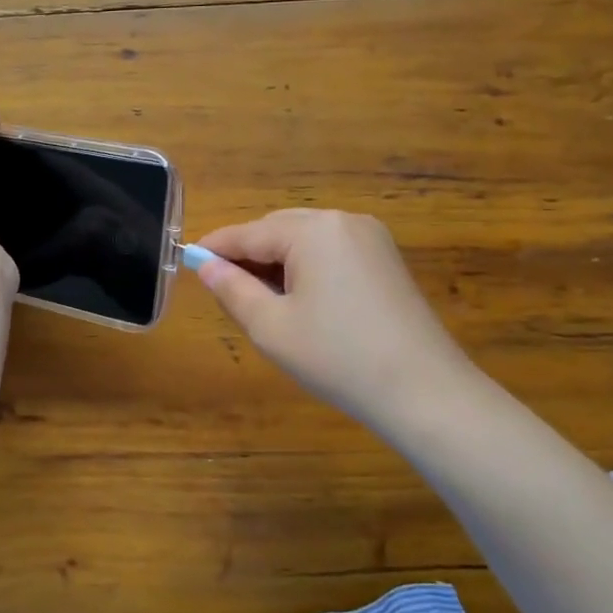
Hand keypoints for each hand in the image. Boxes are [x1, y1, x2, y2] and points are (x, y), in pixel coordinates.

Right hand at [196, 209, 472, 423]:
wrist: (424, 392)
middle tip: (221, 286)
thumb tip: (206, 266)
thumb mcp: (271, 327)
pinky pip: (331, 252)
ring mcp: (371, 239)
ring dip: (276, 261)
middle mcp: (343, 221)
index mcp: (313, 230)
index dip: (215, 247)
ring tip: (257, 298)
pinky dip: (305, 267)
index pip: (249, 233)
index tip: (187, 259)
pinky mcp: (386, 260)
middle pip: (278, 229)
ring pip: (305, 240)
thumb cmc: (337, 358)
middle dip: (247, 254)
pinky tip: (297, 298)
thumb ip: (232, 290)